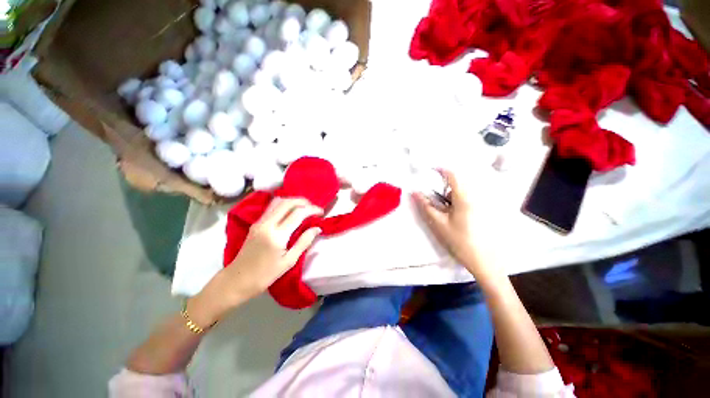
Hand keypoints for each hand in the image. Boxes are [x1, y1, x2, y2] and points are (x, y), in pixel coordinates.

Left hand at [187, 198, 322, 326]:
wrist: (236, 280)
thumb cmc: (265, 275)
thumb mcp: (289, 261)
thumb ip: (304, 242)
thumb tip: (317, 228)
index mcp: (276, 235)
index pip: (298, 213)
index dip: (312, 210)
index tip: (321, 213)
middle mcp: (267, 224)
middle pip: (287, 202)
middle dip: (304, 201)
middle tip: (314, 208)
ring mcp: (259, 222)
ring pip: (278, 201)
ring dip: (294, 201)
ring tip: (305, 207)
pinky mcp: (256, 223)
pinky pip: (272, 207)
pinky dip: (285, 204)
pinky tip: (292, 211)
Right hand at [412, 170, 497, 277]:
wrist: (484, 261)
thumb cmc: (459, 241)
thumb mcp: (438, 223)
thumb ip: (426, 206)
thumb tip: (414, 192)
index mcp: (464, 198)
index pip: (453, 175)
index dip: (440, 170)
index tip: (429, 171)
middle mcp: (475, 196)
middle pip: (458, 182)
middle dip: (443, 184)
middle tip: (433, 195)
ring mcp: (482, 204)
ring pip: (463, 190)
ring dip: (450, 193)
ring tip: (442, 206)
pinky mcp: (484, 210)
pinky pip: (468, 198)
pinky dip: (457, 200)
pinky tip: (453, 212)